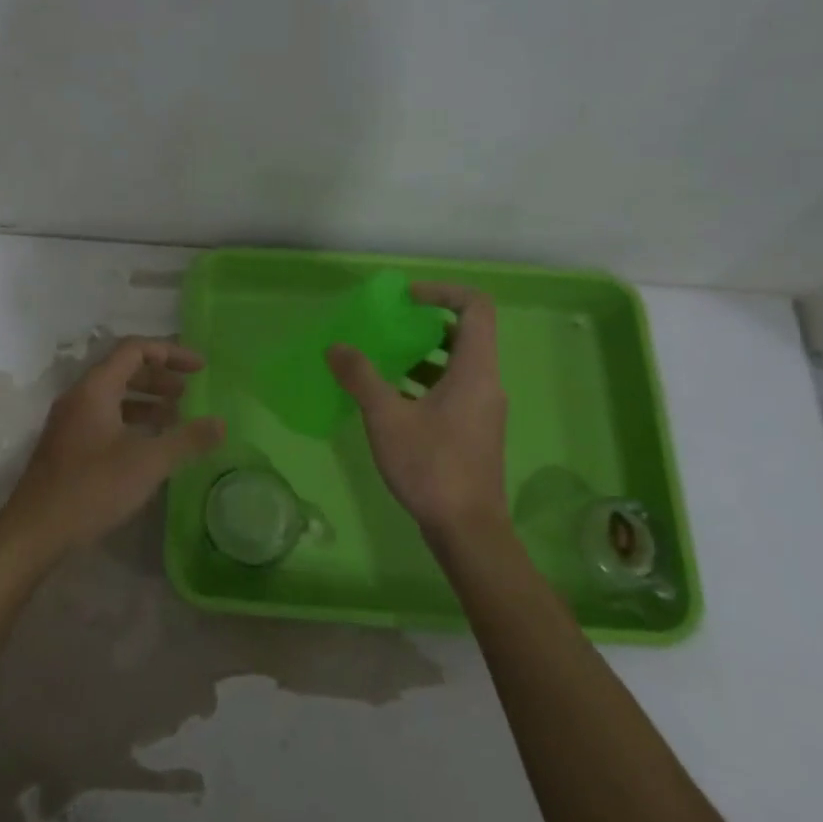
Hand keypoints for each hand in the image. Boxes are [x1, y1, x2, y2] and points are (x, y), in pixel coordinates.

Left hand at [1, 337, 225, 553]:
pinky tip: (149, 444)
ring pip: (113, 396)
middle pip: (123, 370)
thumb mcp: (148, 462)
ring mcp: (70, 422)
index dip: (171, 352)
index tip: (200, 368)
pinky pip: (105, 418)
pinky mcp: (68, 445)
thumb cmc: (92, 488)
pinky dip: (131, 421)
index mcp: (95, 388)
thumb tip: (221, 423)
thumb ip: (187, 439)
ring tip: (175, 417)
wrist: (35, 530)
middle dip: (159, 377)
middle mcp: (79, 397)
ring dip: (146, 400)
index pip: (135, 350)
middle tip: (189, 393)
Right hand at [327, 283, 510, 552]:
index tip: (406, 299)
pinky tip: (391, 400)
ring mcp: (483, 409)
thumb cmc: (431, 466)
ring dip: (423, 355)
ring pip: (458, 365)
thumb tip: (336, 347)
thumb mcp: (386, 417)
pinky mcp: (474, 431)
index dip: (442, 292)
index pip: (476, 307)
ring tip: (383, 361)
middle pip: (467, 334)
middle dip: (427, 324)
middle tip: (390, 327)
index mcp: (475, 370)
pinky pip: (453, 390)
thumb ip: (361, 377)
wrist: (467, 529)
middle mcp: (486, 383)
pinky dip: (425, 383)